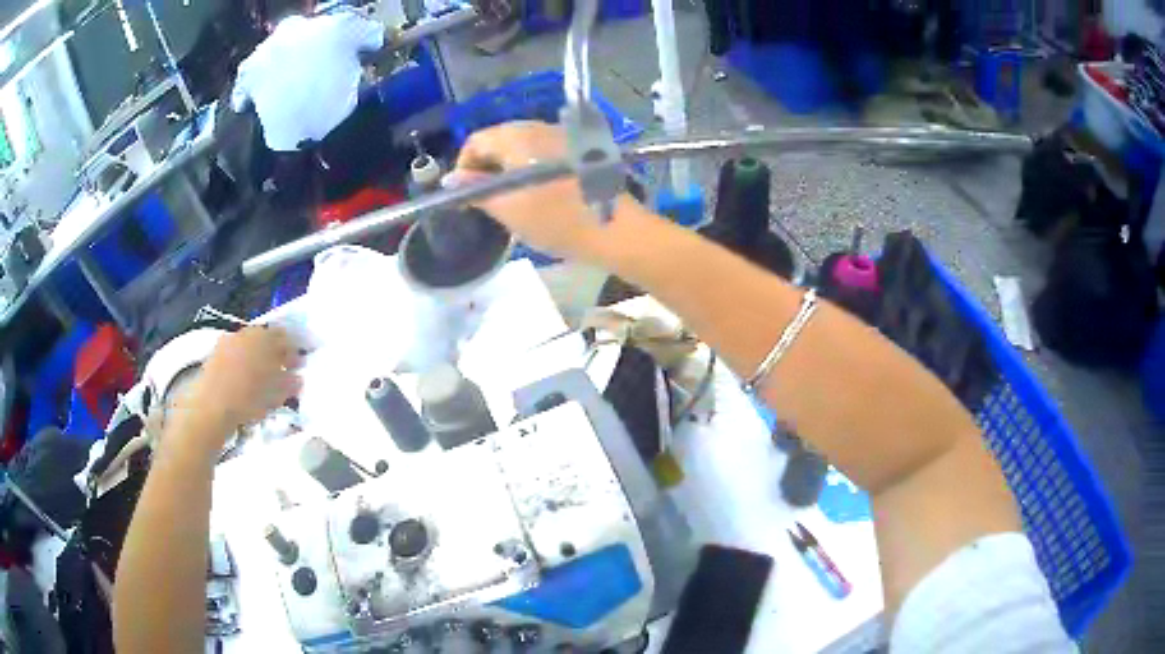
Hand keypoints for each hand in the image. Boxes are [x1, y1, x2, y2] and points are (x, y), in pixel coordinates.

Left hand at [183, 327, 301, 442]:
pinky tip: (245, 381)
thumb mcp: (275, 395)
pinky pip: (236, 354)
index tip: (297, 366)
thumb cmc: (248, 399)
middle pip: (266, 339)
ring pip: (250, 346)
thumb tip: (297, 378)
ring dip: (258, 358)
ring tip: (262, 379)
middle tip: (281, 371)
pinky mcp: (216, 353)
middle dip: (275, 353)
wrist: (211, 407)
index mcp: (265, 337)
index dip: (293, 351)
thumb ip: (289, 383)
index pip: (285, 337)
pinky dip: (243, 364)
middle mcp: (246, 332)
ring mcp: (229, 341)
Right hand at [447, 121, 640, 262]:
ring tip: (511, 200)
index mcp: (517, 137)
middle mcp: (537, 127)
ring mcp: (561, 136)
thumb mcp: (507, 209)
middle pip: (498, 140)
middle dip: (486, 167)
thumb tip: (452, 178)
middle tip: (486, 200)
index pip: (476, 140)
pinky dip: (530, 168)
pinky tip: (537, 194)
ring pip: (521, 146)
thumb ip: (475, 190)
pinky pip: (542, 152)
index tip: (465, 195)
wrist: (614, 227)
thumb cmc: (555, 219)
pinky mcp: (577, 149)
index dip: (464, 167)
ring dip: (508, 168)